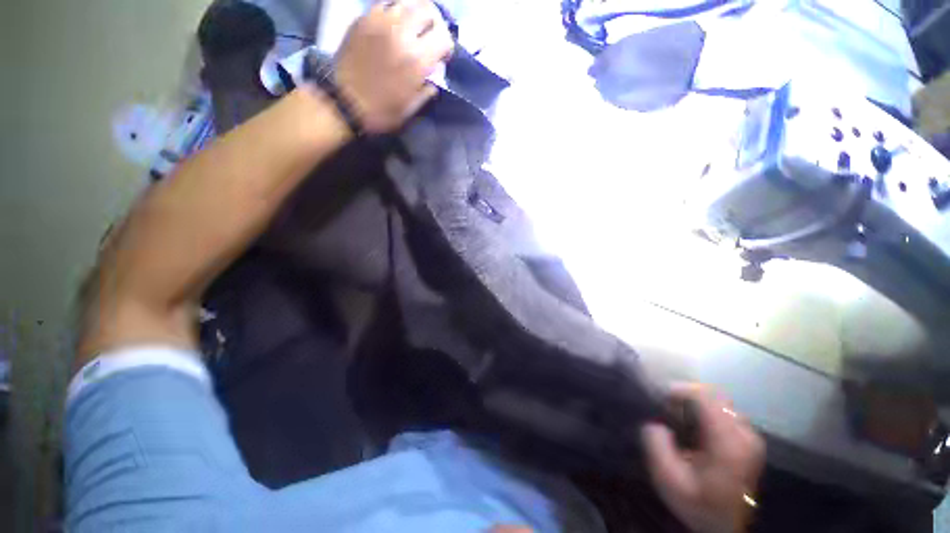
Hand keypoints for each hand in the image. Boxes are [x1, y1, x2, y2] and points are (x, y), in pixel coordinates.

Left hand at [334, 0, 453, 133]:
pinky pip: (385, 4)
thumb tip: (434, 77)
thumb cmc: (381, 111)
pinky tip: (392, 25)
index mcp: (417, 60)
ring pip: (407, 3)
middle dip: (433, 24)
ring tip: (411, 29)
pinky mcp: (364, 19)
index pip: (444, 38)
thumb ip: (426, 90)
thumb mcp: (411, 108)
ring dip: (413, 15)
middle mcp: (402, 34)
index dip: (446, 47)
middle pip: (428, 11)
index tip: (442, 57)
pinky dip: (394, 12)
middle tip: (428, 37)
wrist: (344, 102)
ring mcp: (381, 22)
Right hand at [643, 385, 764, 532]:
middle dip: (686, 395)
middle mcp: (745, 434)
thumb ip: (656, 446)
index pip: (705, 397)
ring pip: (720, 402)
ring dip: (695, 402)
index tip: (658, 395)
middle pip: (714, 396)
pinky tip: (691, 423)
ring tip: (675, 412)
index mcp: (728, 442)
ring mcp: (750, 436)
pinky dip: (705, 410)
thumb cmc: (697, 504)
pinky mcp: (748, 440)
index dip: (679, 390)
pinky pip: (724, 412)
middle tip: (664, 404)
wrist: (724, 527)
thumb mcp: (668, 480)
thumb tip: (654, 423)